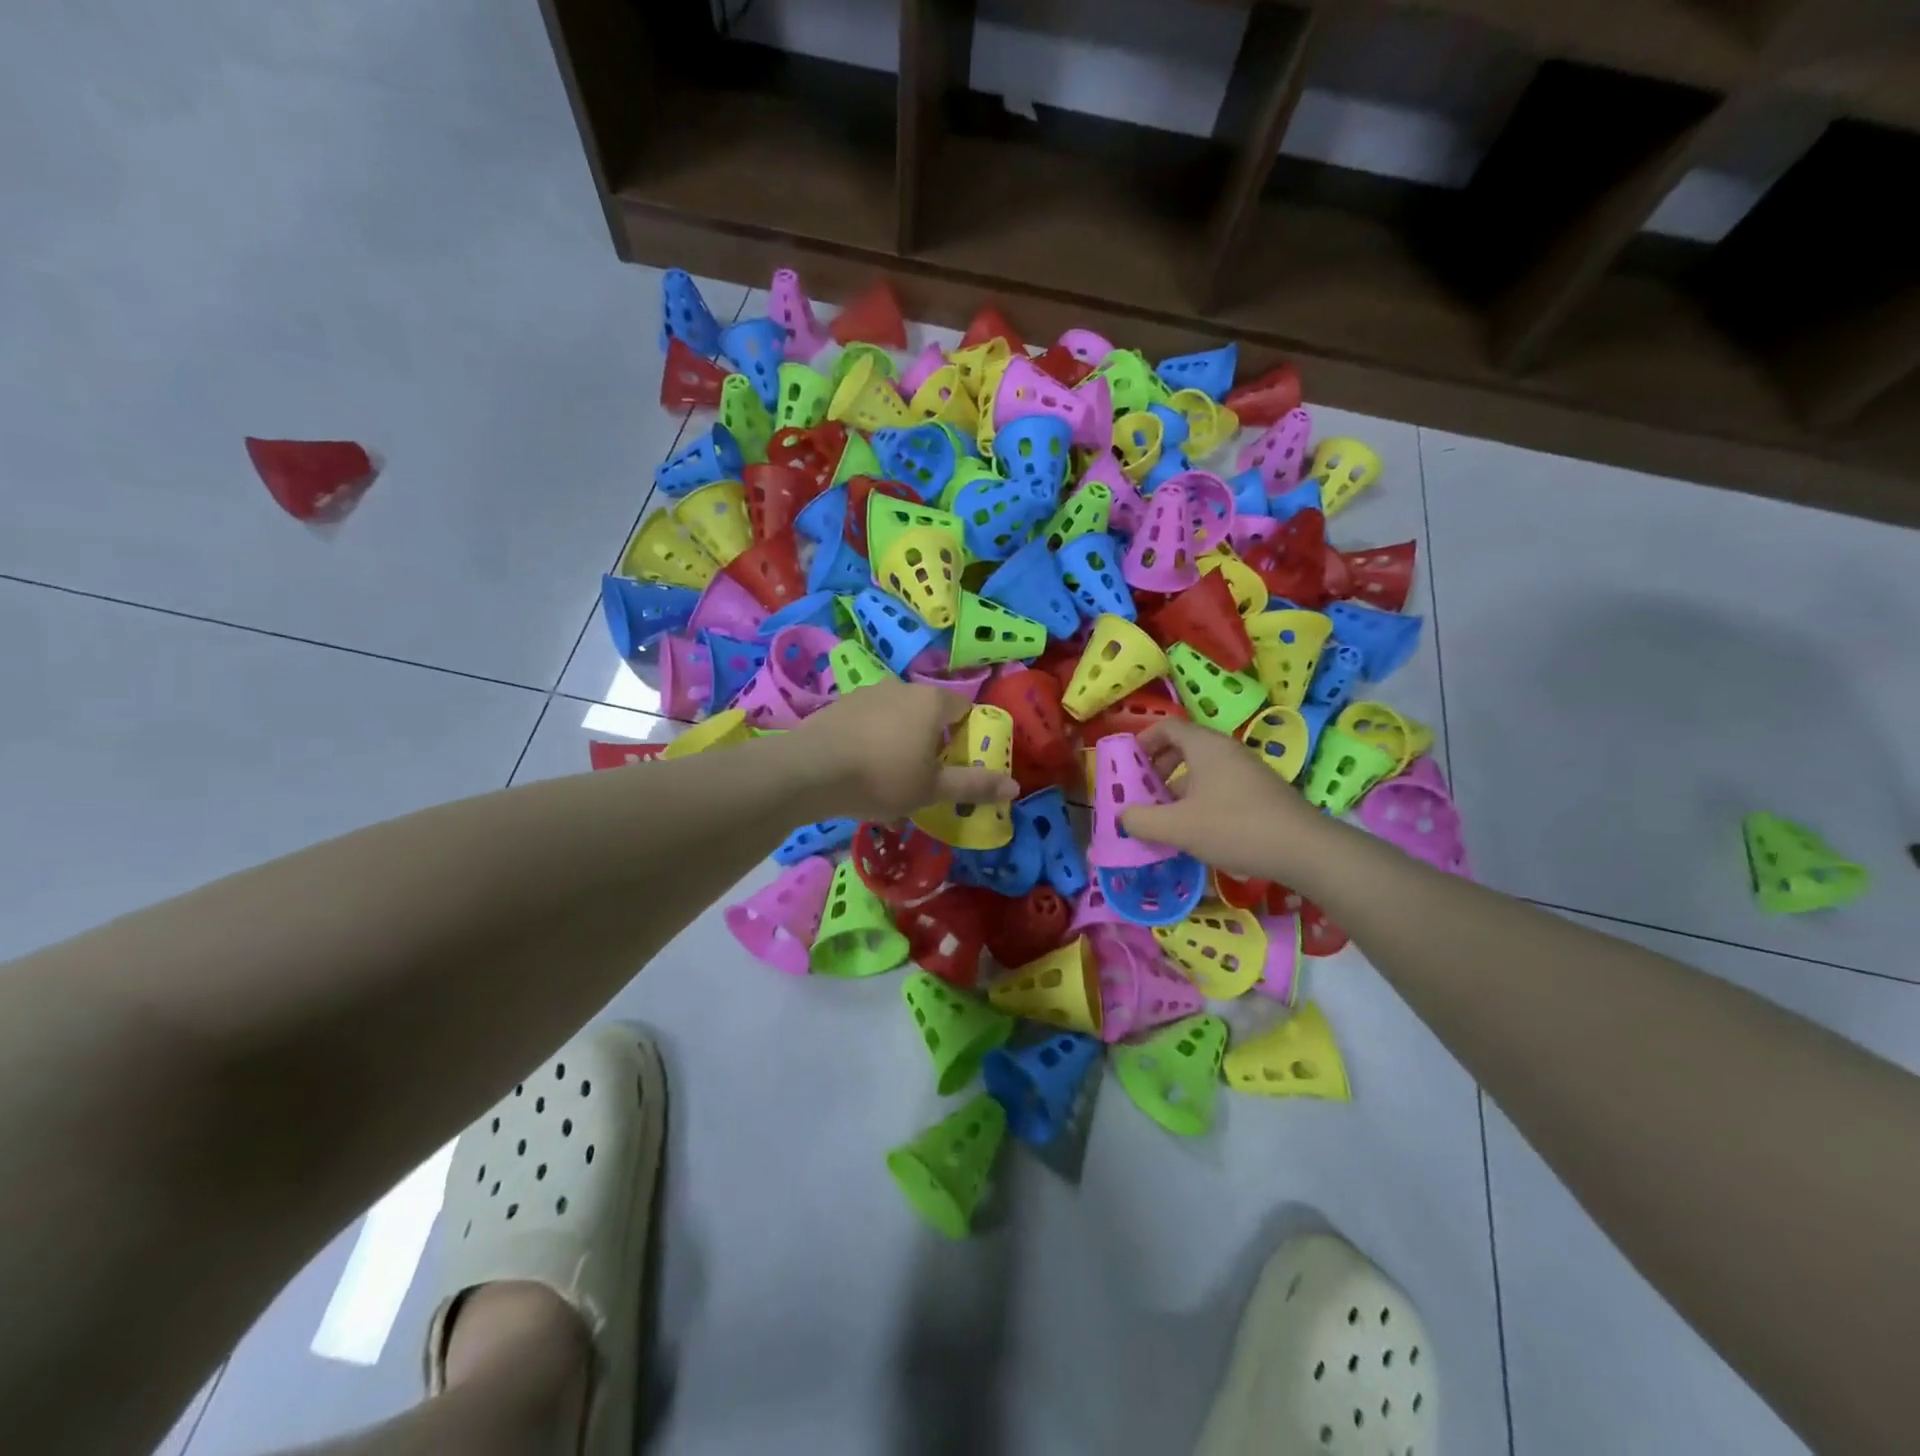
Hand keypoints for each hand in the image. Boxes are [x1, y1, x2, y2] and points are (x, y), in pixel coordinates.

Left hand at [787, 680, 1019, 821]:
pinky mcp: (839, 705)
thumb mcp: (932, 789)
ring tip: (887, 776)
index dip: (965, 736)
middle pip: (928, 711)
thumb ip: (973, 785)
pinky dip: (871, 739)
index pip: (963, 709)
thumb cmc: (883, 777)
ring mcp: (867, 692)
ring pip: (896, 716)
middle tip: (922, 776)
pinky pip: (868, 721)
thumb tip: (1015, 787)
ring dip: (899, 739)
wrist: (811, 770)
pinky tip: (859, 768)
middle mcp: (902, 687)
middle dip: (931, 740)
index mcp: (932, 701)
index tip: (955, 765)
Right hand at [1119, 719, 1328, 878]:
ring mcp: (1248, 770)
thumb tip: (1122, 816)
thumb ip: (1142, 820)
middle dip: (1159, 767)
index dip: (1143, 741)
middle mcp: (1227, 750)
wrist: (1303, 849)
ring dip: (1179, 786)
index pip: (1167, 727)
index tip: (1128, 765)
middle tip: (1144, 792)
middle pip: (1184, 746)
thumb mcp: (1178, 827)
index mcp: (1206, 746)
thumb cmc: (1234, 827)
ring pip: (1203, 769)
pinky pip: (1221, 785)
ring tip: (1166, 816)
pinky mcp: (1261, 792)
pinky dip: (1201, 798)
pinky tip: (1198, 829)